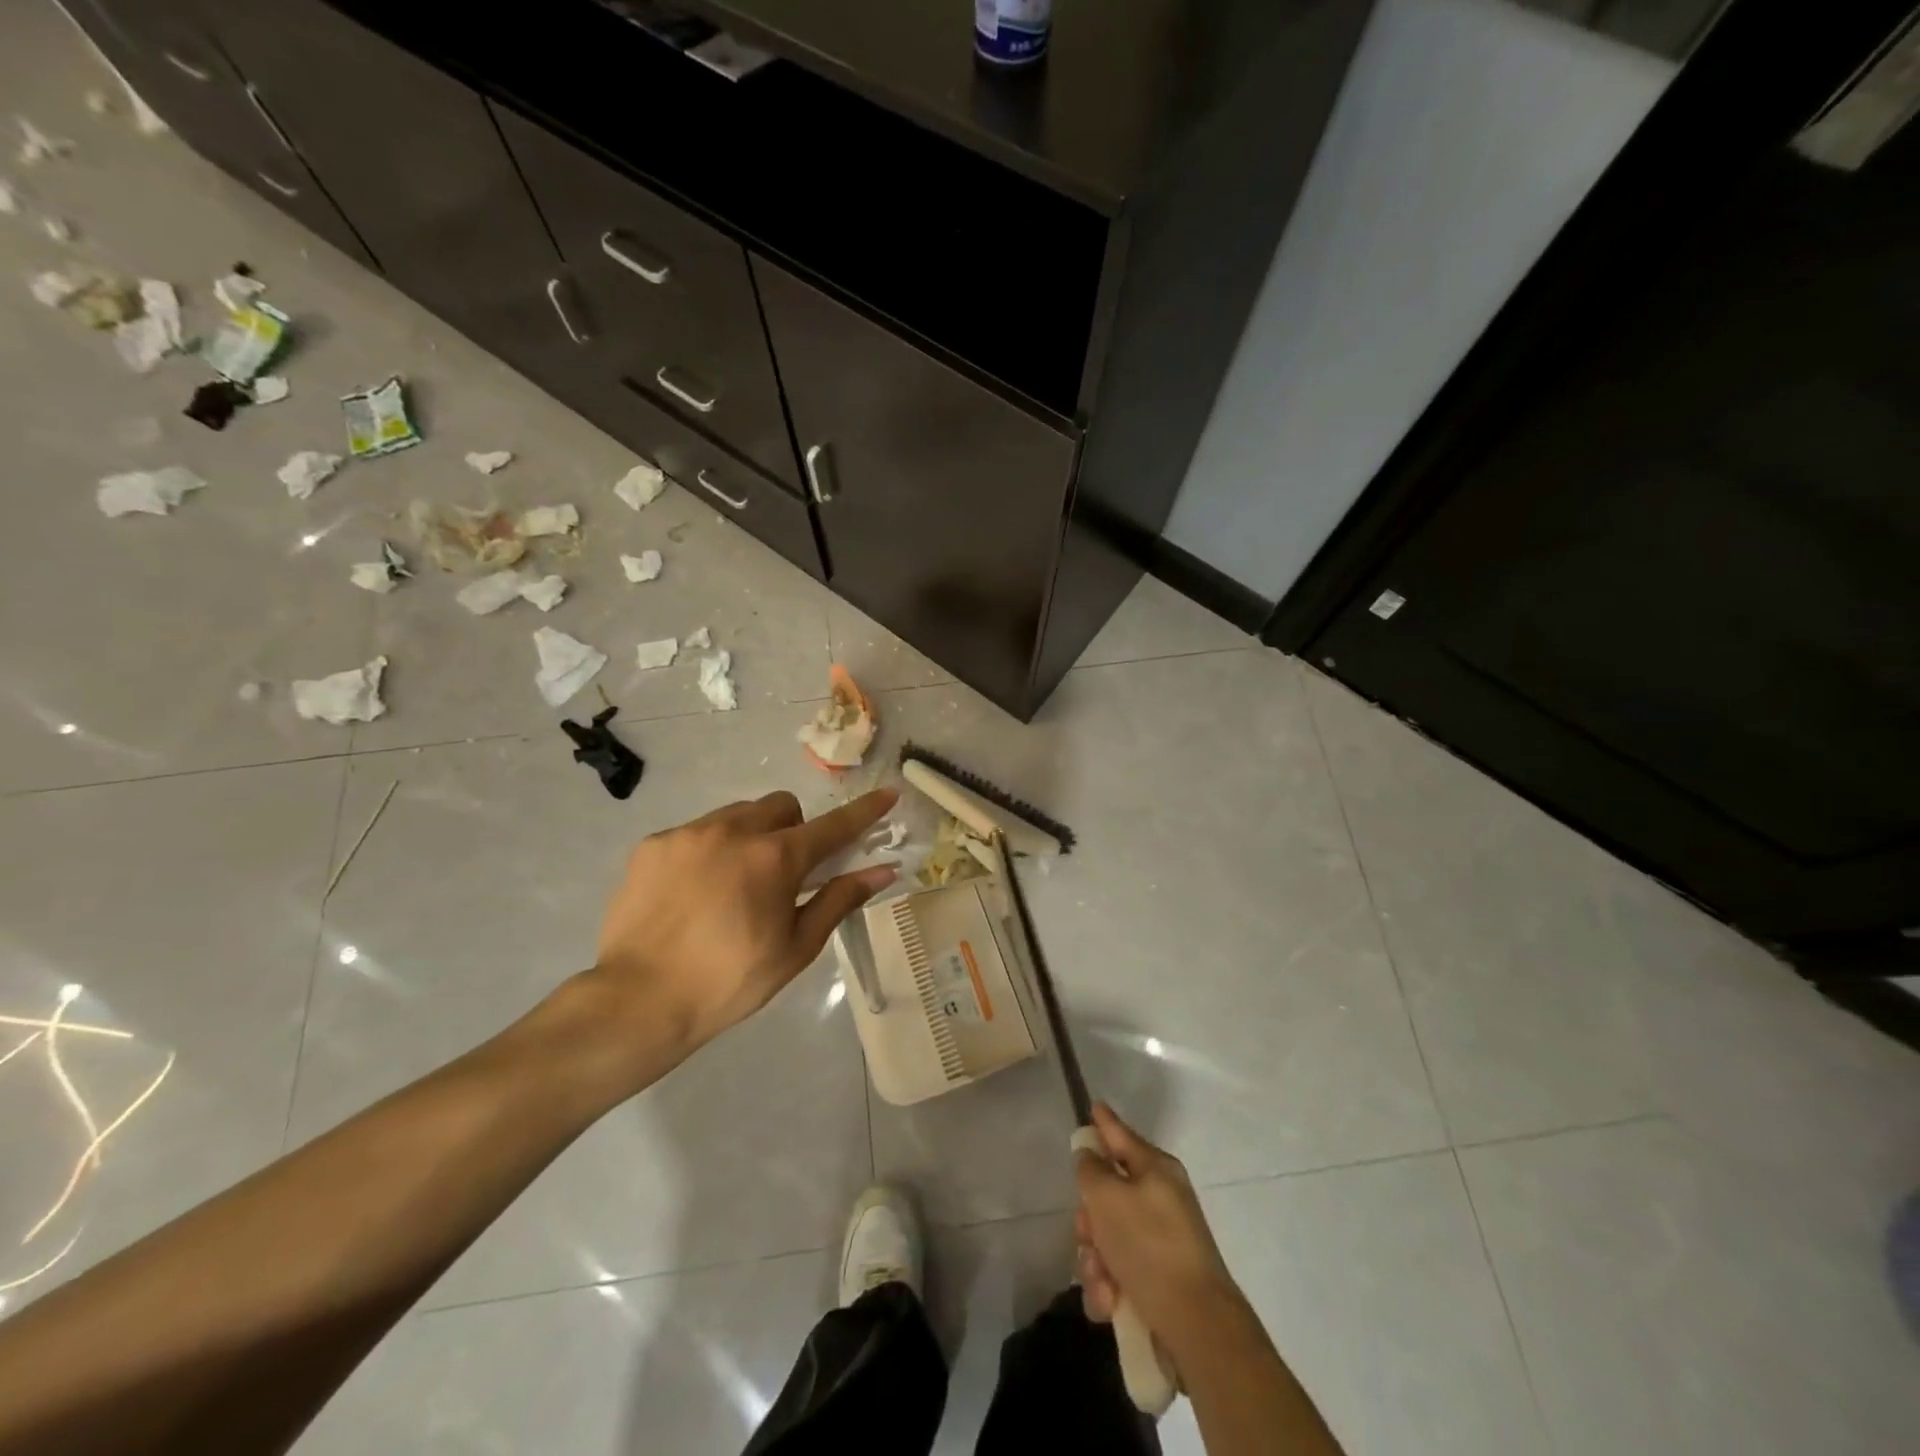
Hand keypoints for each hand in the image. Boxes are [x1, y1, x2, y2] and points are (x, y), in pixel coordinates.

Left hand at [587, 788, 898, 1075]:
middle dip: (793, 830)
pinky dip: (708, 851)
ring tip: (732, 885)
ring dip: (749, 836)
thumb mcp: (795, 948)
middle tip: (783, 873)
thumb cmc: (729, 981)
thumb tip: (882, 871)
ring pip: (737, 814)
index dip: (865, 811)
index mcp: (776, 858)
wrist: (638, 1001)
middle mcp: (734, 830)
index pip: (834, 825)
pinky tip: (693, 893)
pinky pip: (696, 832)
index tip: (887, 794)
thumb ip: (839, 900)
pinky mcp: (653, 844)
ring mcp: (689, 833)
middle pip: (781, 806)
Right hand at [1074, 1103, 1246, 1371]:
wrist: (1196, 1325)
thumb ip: (1090, 1170)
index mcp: (1155, 1170)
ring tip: (1103, 1281)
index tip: (1093, 1106)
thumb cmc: (1149, 1246)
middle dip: (1089, 1220)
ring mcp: (1160, 1241)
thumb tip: (1089, 1156)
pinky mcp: (1157, 1281)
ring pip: (1107, 1238)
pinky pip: (1118, 1273)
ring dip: (1095, 1261)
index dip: (1104, 1121)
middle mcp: (1159, 1199)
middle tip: (1087, 1235)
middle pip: (1107, 1194)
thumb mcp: (1108, 1197)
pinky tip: (1110, 1303)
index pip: (1121, 1135)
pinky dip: (1109, 1287)